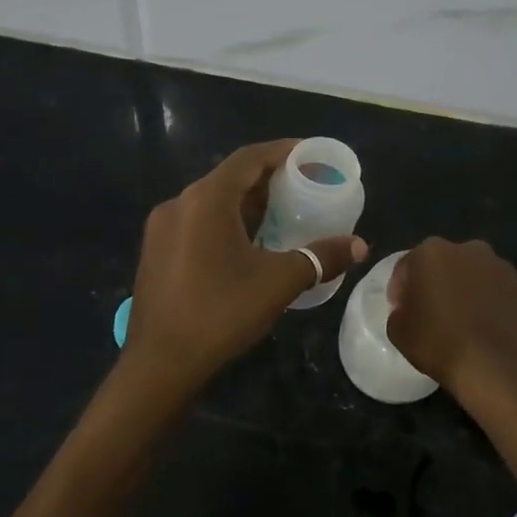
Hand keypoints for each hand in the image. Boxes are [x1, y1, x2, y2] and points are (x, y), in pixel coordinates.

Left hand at [125, 139, 366, 395]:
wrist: (159, 364)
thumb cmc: (220, 313)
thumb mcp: (278, 283)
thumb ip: (320, 257)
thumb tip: (359, 245)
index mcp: (206, 199)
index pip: (249, 158)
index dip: (283, 151)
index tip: (312, 156)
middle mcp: (179, 204)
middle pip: (230, 178)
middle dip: (269, 180)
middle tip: (305, 188)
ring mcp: (162, 229)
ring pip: (212, 203)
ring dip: (248, 204)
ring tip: (284, 215)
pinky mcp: (157, 252)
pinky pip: (198, 224)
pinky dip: (227, 223)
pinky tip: (250, 244)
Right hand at [386, 238, 516, 396]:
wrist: (493, 370)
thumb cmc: (438, 344)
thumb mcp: (397, 330)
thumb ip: (400, 309)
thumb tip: (410, 307)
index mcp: (433, 252)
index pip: (409, 265)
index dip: (401, 287)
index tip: (401, 308)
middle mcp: (471, 250)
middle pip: (447, 263)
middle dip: (439, 281)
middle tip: (434, 311)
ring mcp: (504, 269)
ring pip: (479, 276)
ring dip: (470, 291)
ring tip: (466, 321)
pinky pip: (504, 295)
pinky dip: (497, 306)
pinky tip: (491, 329)